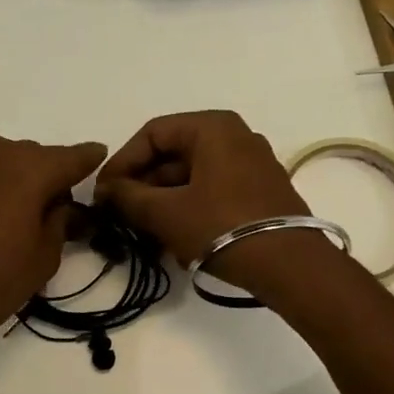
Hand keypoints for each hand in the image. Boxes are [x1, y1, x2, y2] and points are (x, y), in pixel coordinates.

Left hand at [0, 131, 105, 348]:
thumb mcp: (44, 258)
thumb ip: (60, 222)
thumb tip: (62, 206)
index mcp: (30, 168)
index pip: (71, 157)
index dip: (88, 160)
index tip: (98, 157)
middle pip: (32, 157)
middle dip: (45, 177)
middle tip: (51, 208)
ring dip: (10, 179)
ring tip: (10, 213)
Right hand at [95, 111, 311, 288]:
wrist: (289, 265)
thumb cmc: (221, 227)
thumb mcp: (166, 213)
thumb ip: (127, 197)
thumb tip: (105, 191)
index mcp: (212, 127)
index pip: (152, 133)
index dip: (122, 162)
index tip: (103, 193)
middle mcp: (235, 136)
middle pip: (173, 154)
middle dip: (143, 185)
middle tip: (120, 214)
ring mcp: (252, 164)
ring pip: (192, 175)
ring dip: (163, 201)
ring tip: (143, 231)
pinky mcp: (261, 191)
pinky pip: (213, 190)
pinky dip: (189, 208)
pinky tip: (174, 238)